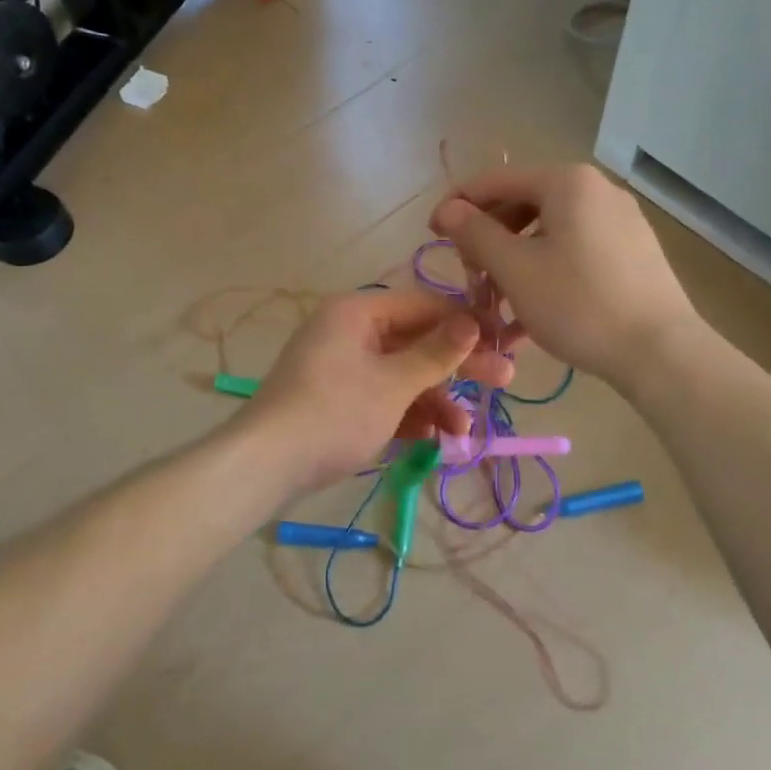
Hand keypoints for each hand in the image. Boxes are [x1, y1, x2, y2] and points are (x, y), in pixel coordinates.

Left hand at [239, 289, 514, 493]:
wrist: (266, 465)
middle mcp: (349, 331)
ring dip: (435, 399)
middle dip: (457, 366)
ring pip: (402, 374)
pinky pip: (383, 396)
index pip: (424, 304)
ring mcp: (342, 366)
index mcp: (358, 311)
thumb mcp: (393, 384)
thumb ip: (437, 353)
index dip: (466, 323)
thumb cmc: (334, 413)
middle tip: (503, 381)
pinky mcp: (338, 398)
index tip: (504, 343)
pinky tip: (437, 439)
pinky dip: (409, 414)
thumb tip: (474, 320)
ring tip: (464, 431)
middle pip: (416, 341)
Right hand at [430, 164, 702, 389]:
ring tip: (494, 306)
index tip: (431, 235)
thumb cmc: (579, 304)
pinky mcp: (632, 254)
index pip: (496, 181)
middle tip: (469, 278)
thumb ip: (475, 233)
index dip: (458, 205)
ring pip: (548, 235)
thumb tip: (447, 210)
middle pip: (523, 207)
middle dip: (488, 242)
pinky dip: (544, 275)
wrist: (661, 353)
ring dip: (513, 265)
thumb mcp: (515, 270)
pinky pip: (574, 253)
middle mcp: (596, 191)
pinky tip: (527, 316)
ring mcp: (619, 222)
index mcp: (567, 182)